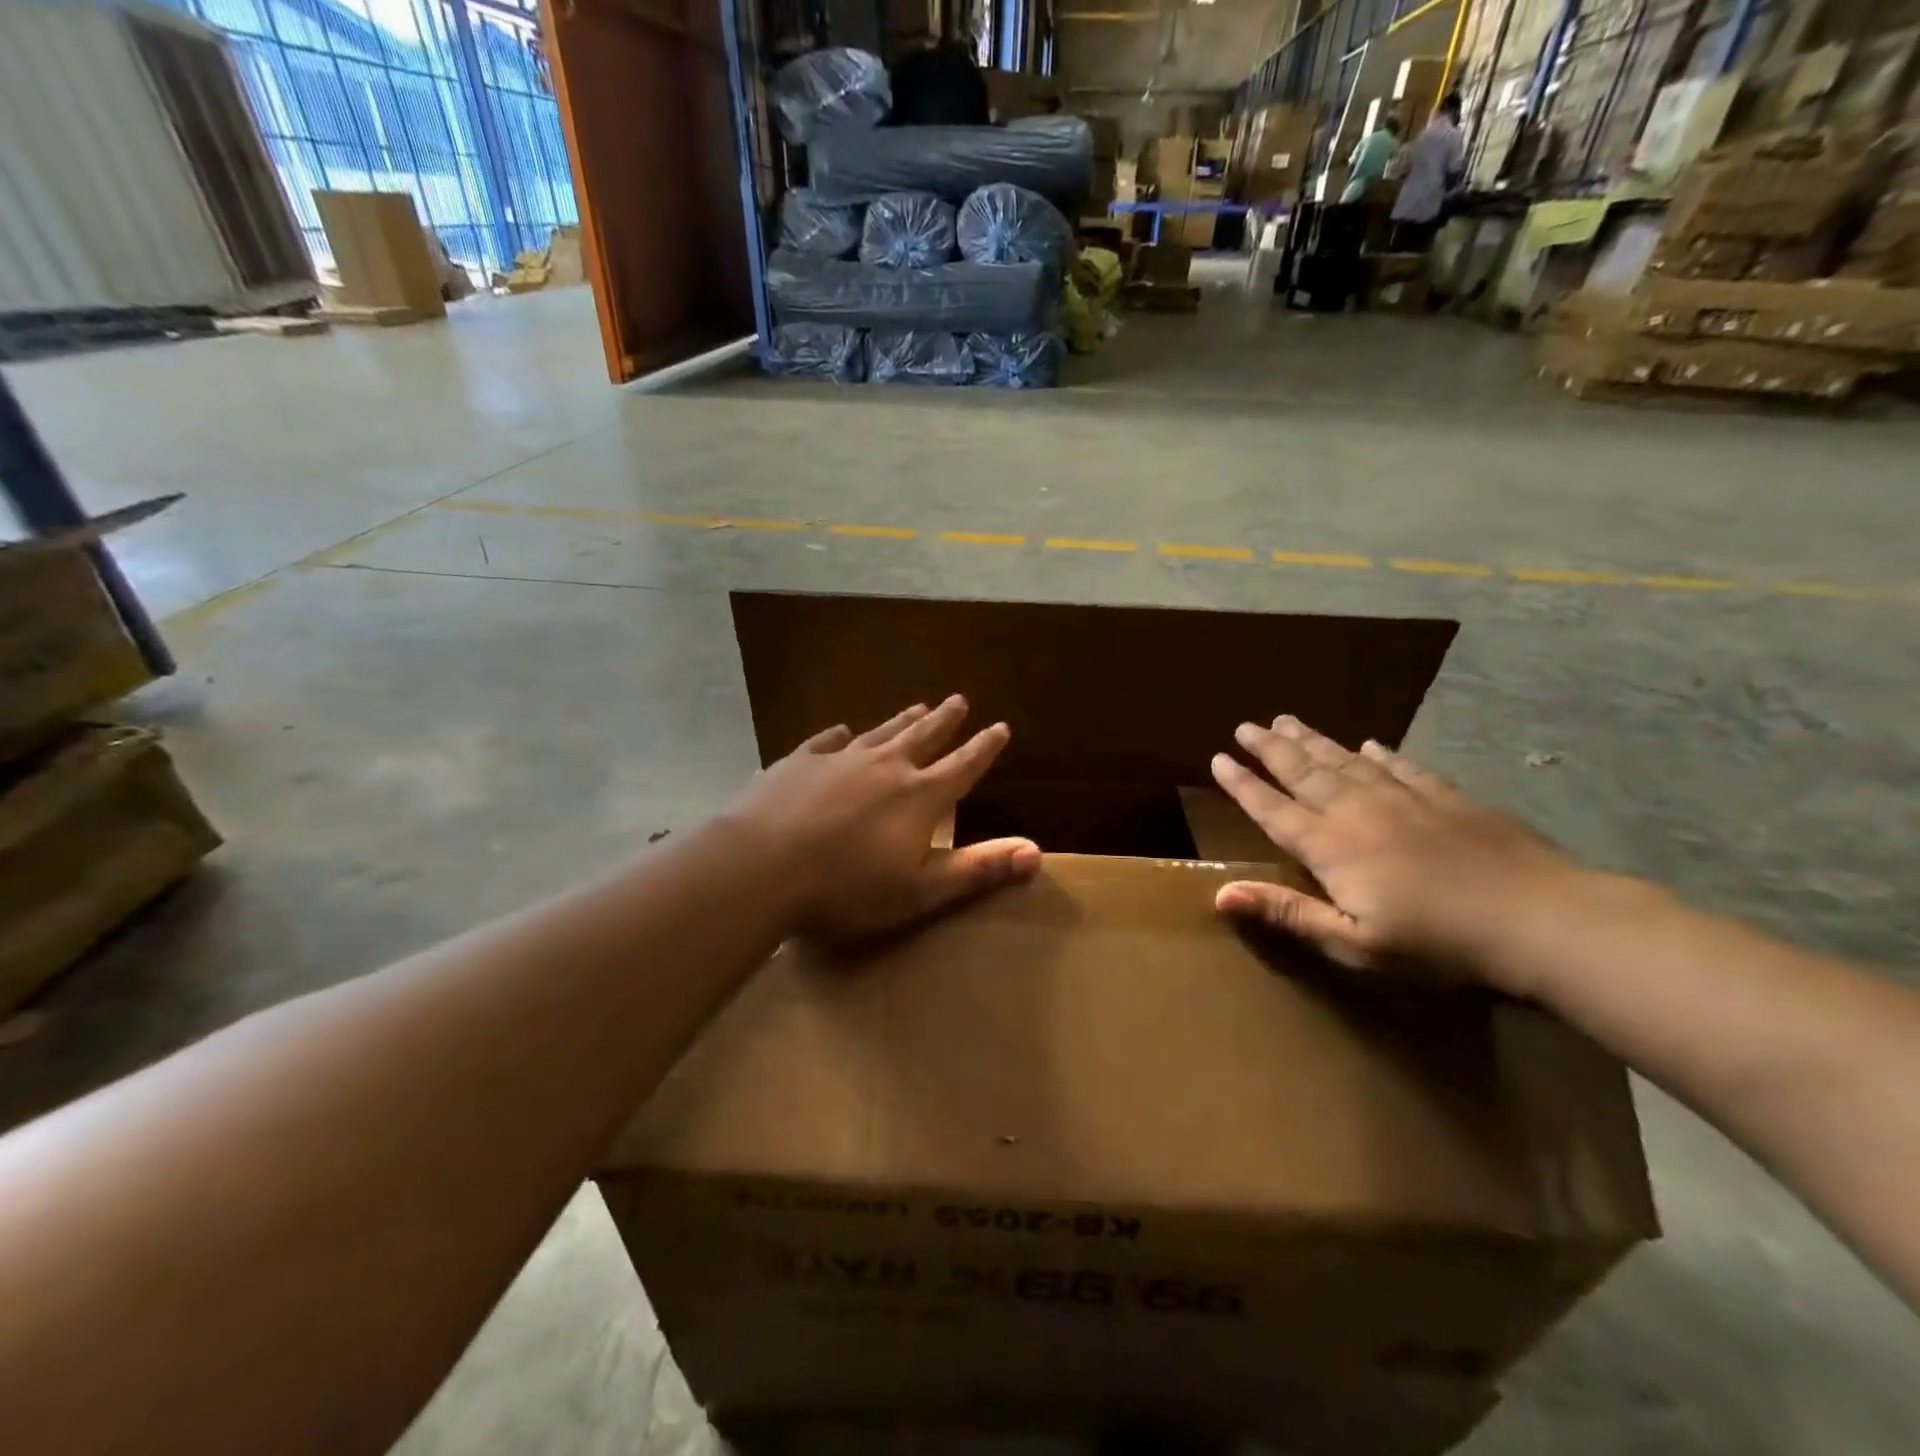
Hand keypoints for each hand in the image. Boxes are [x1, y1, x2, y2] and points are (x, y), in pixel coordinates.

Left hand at [727, 696, 1040, 940]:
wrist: (759, 866)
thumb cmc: (846, 887)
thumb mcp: (920, 890)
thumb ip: (978, 869)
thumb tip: (1036, 851)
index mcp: (919, 796)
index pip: (963, 766)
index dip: (984, 748)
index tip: (1000, 727)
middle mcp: (885, 766)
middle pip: (923, 736)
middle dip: (945, 720)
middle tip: (959, 699)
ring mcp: (839, 759)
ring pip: (880, 732)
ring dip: (902, 719)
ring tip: (918, 705)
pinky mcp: (798, 762)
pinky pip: (826, 741)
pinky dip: (840, 735)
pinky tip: (841, 730)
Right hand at [1210, 715, 1584, 990]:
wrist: (1541, 919)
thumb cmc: (1438, 945)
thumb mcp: (1355, 943)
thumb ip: (1288, 913)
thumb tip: (1220, 892)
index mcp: (1332, 847)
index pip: (1273, 809)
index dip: (1243, 785)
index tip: (1218, 758)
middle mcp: (1359, 811)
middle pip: (1304, 772)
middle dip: (1271, 748)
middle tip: (1246, 725)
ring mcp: (1405, 800)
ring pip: (1346, 761)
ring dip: (1313, 741)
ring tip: (1287, 720)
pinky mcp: (1448, 798)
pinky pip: (1402, 766)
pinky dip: (1380, 753)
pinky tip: (1369, 743)